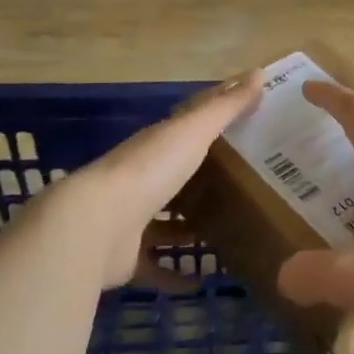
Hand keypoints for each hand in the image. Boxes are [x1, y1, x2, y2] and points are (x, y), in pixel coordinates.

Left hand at [37, 74, 261, 288]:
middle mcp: (142, 178)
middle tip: (250, 184)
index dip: (216, 122)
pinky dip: (175, 273)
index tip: (248, 124)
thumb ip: (225, 107)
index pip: (189, 126)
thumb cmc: (149, 170)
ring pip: (166, 220)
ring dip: (190, 225)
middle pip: (179, 174)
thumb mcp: (193, 132)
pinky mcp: (126, 257)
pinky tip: (201, 280)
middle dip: (206, 178)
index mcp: (156, 144)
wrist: (95, 226)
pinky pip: (156, 265)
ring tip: (230, 230)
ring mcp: (131, 218)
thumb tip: (259, 73)